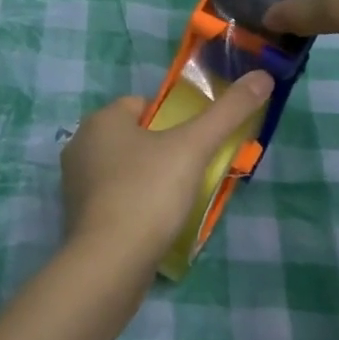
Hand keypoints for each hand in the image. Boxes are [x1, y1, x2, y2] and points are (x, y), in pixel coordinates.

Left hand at [61, 72, 274, 268]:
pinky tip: (155, 224)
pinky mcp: (79, 217)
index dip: (172, 118)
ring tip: (178, 201)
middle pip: (134, 138)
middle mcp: (81, 146)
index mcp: (100, 120)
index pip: (142, 104)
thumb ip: (228, 111)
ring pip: (124, 169)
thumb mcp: (193, 147)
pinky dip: (135, 205)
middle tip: (194, 172)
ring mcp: (75, 184)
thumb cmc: (148, 193)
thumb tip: (262, 76)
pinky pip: (115, 199)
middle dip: (163, 151)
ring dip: (150, 179)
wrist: (109, 262)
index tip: (196, 143)